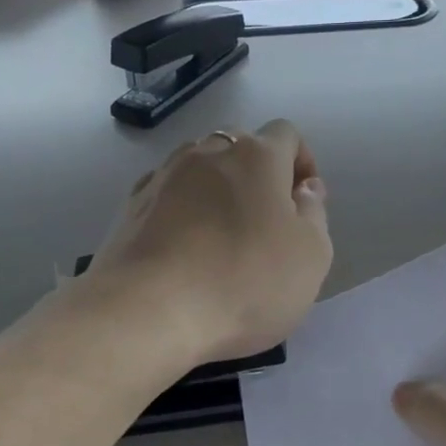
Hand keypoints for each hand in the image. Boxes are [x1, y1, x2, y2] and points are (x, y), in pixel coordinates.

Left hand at [87, 121, 332, 362]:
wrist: (148, 311)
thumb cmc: (244, 283)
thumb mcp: (311, 256)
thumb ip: (314, 214)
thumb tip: (305, 188)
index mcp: (257, 156)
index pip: (287, 134)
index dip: (301, 162)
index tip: (304, 202)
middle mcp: (207, 152)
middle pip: (240, 147)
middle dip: (258, 175)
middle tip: (266, 223)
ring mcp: (163, 176)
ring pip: (200, 168)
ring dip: (217, 190)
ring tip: (222, 237)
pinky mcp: (131, 206)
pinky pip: (167, 195)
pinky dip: (181, 210)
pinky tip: (183, 248)